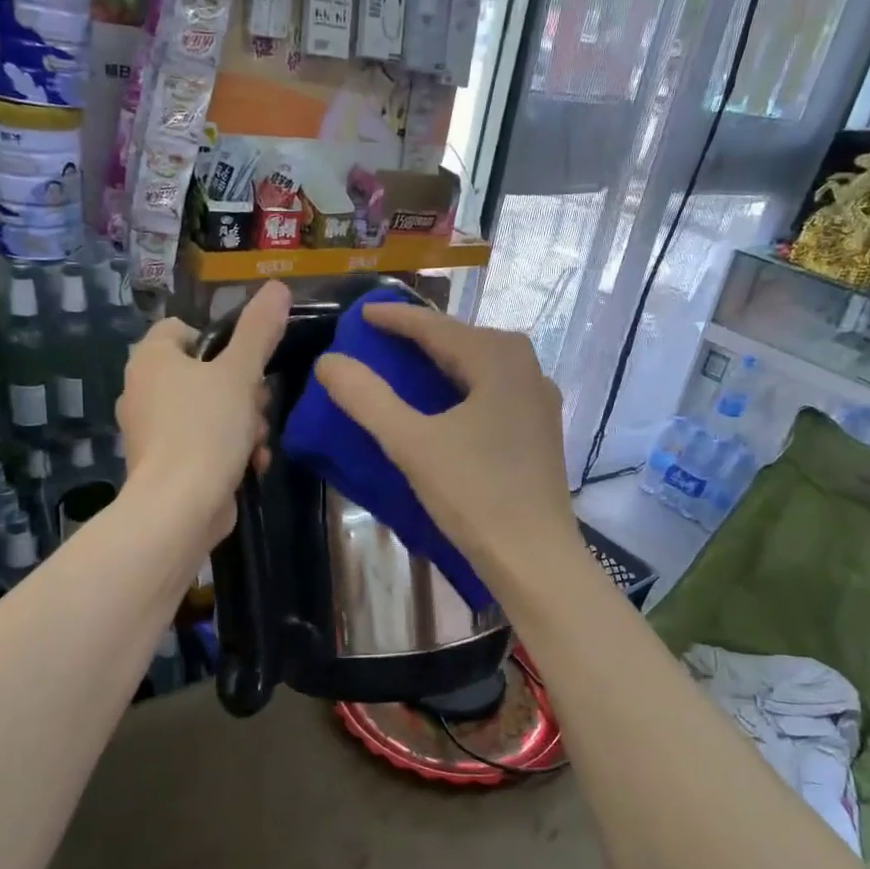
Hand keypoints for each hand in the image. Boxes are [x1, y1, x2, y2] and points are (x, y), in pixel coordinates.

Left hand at [118, 280, 287, 544]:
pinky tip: (249, 466)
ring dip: (242, 424)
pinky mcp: (164, 464)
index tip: (245, 362)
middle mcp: (142, 390)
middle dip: (241, 391)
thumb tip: (278, 287)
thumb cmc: (206, 428)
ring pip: (208, 411)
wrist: (179, 507)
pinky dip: (227, 451)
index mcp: (150, 359)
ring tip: (256, 443)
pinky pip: (202, 444)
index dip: (218, 341)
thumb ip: (259, 330)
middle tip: (258, 406)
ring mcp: (150, 431)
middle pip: (203, 374)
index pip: (182, 329)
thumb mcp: (240, 373)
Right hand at [313, 304, 582, 587]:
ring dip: (443, 360)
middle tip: (380, 337)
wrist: (534, 557)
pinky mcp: (541, 428)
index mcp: (498, 359)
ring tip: (407, 363)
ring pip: (481, 364)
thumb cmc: (473, 494)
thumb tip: (329, 361)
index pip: (436, 327)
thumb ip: (367, 398)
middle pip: (463, 339)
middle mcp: (526, 367)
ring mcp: (539, 398)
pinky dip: (463, 384)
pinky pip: (494, 389)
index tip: (361, 312)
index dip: (395, 318)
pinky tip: (447, 402)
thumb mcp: (411, 443)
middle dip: (421, 335)